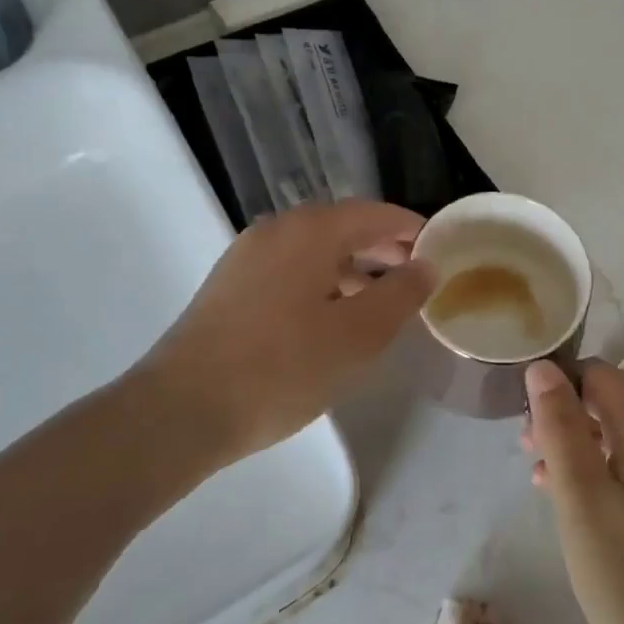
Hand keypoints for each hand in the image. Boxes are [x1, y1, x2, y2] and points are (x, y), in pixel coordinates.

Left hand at [138, 201, 433, 468]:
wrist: (183, 409)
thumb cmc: (283, 367)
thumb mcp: (358, 335)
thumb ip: (400, 295)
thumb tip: (425, 266)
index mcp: (310, 230)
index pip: (374, 214)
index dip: (411, 229)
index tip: (440, 250)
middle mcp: (276, 231)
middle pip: (342, 228)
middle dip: (383, 249)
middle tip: (416, 276)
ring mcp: (246, 258)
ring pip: (314, 252)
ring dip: (352, 270)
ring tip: (380, 304)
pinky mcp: (229, 288)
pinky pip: (289, 272)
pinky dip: (321, 284)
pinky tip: (331, 321)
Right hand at [522, 359, 623, 623]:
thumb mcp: (580, 496)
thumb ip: (560, 426)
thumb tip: (543, 366)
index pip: (600, 374)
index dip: (559, 381)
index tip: (524, 413)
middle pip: (608, 401)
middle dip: (562, 413)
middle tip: (525, 448)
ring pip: (614, 436)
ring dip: (574, 444)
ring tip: (537, 475)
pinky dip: (593, 472)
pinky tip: (567, 502)